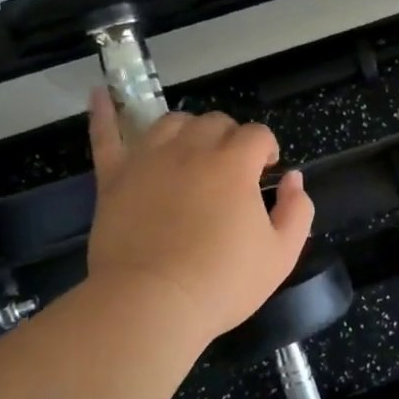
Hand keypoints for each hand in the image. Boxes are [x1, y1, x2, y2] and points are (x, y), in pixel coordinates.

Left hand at [84, 93, 314, 349]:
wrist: (152, 304)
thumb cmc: (222, 282)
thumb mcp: (281, 254)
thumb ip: (297, 210)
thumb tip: (294, 178)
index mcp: (234, 164)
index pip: (257, 134)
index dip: (267, 149)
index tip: (266, 173)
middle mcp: (191, 149)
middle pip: (215, 121)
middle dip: (231, 138)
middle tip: (231, 172)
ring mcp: (148, 159)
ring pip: (172, 122)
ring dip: (188, 129)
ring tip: (191, 151)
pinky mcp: (114, 177)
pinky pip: (106, 136)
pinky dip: (105, 113)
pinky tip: (100, 94)